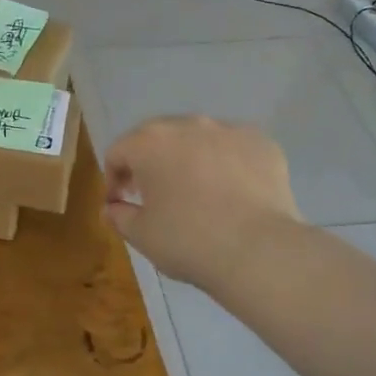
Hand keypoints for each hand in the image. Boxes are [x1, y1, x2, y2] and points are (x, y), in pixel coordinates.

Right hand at [103, 116, 300, 291]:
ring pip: (198, 139)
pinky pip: (234, 149)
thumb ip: (119, 216)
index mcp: (150, 142)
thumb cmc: (188, 241)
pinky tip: (232, 193)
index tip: (120, 203)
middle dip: (150, 163)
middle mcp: (188, 125)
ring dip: (189, 159)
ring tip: (197, 192)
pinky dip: (226, 164)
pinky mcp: (263, 143)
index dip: (113, 178)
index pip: (118, 152)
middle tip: (153, 195)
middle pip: (157, 138)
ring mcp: (229, 130)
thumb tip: (112, 209)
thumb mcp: (141, 235)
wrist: (260, 251)